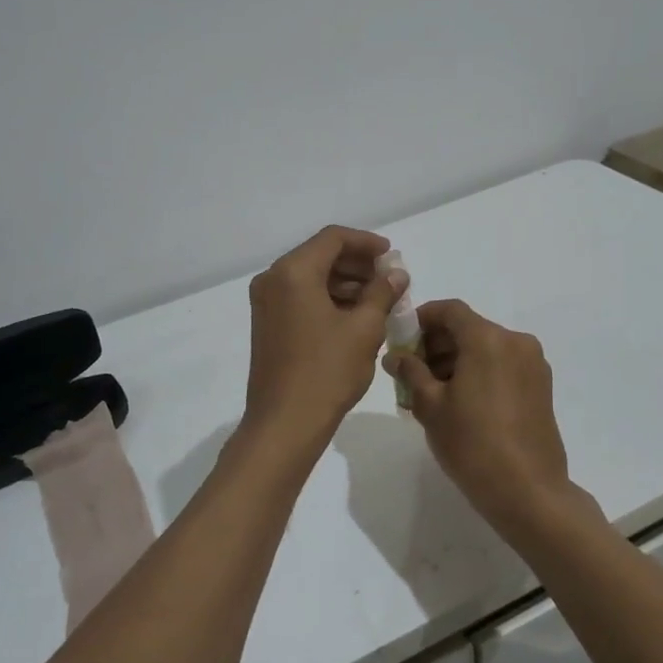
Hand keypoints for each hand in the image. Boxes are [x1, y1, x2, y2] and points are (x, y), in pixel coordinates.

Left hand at [243, 226, 406, 448]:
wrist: (284, 423)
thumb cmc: (327, 372)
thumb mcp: (364, 329)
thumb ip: (382, 293)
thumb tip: (396, 274)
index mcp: (293, 272)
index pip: (333, 238)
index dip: (366, 243)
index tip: (391, 256)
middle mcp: (273, 279)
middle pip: (320, 255)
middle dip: (357, 264)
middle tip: (389, 279)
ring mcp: (266, 302)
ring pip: (311, 277)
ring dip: (345, 283)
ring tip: (379, 299)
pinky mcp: (268, 323)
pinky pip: (301, 297)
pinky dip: (328, 299)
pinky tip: (356, 316)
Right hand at [384, 300, 578, 544]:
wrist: (529, 492)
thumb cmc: (473, 444)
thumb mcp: (431, 406)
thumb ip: (411, 372)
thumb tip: (395, 356)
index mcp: (487, 339)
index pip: (450, 310)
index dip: (422, 318)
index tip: (402, 339)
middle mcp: (515, 341)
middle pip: (469, 327)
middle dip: (437, 343)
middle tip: (411, 370)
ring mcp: (533, 364)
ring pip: (486, 347)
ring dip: (457, 358)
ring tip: (432, 390)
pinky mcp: (541, 386)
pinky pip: (503, 364)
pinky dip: (479, 370)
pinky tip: (460, 400)